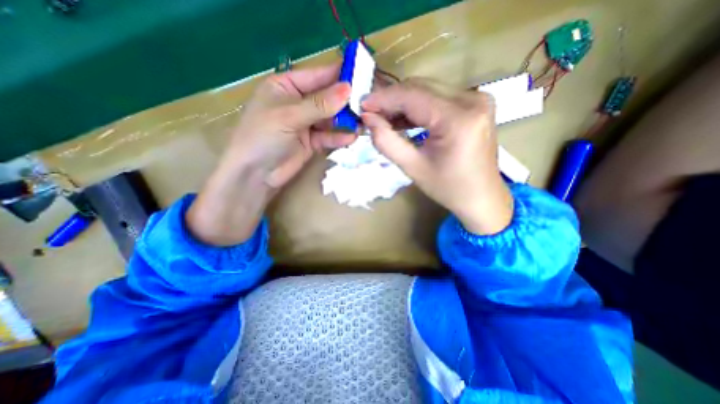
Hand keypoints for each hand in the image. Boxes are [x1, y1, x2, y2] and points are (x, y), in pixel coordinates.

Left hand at [183, 65, 354, 245]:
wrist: (255, 174)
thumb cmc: (263, 136)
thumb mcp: (289, 116)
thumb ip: (319, 104)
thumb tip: (348, 90)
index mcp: (286, 86)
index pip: (316, 76)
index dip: (338, 75)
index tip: (362, 74)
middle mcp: (298, 103)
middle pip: (327, 98)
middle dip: (345, 101)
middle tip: (367, 103)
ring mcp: (306, 124)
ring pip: (330, 119)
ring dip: (345, 121)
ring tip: (363, 122)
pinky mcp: (312, 143)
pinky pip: (328, 137)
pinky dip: (339, 137)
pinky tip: (352, 137)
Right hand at [363, 78, 513, 235]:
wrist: (482, 197)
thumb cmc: (448, 188)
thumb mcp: (413, 168)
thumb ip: (387, 142)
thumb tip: (368, 119)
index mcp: (458, 119)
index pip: (412, 96)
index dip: (383, 98)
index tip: (362, 105)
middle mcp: (472, 99)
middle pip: (421, 87)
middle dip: (392, 99)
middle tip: (371, 113)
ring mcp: (477, 98)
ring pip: (429, 89)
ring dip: (403, 102)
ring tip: (384, 118)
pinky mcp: (476, 103)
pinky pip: (439, 97)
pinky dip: (418, 106)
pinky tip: (404, 119)